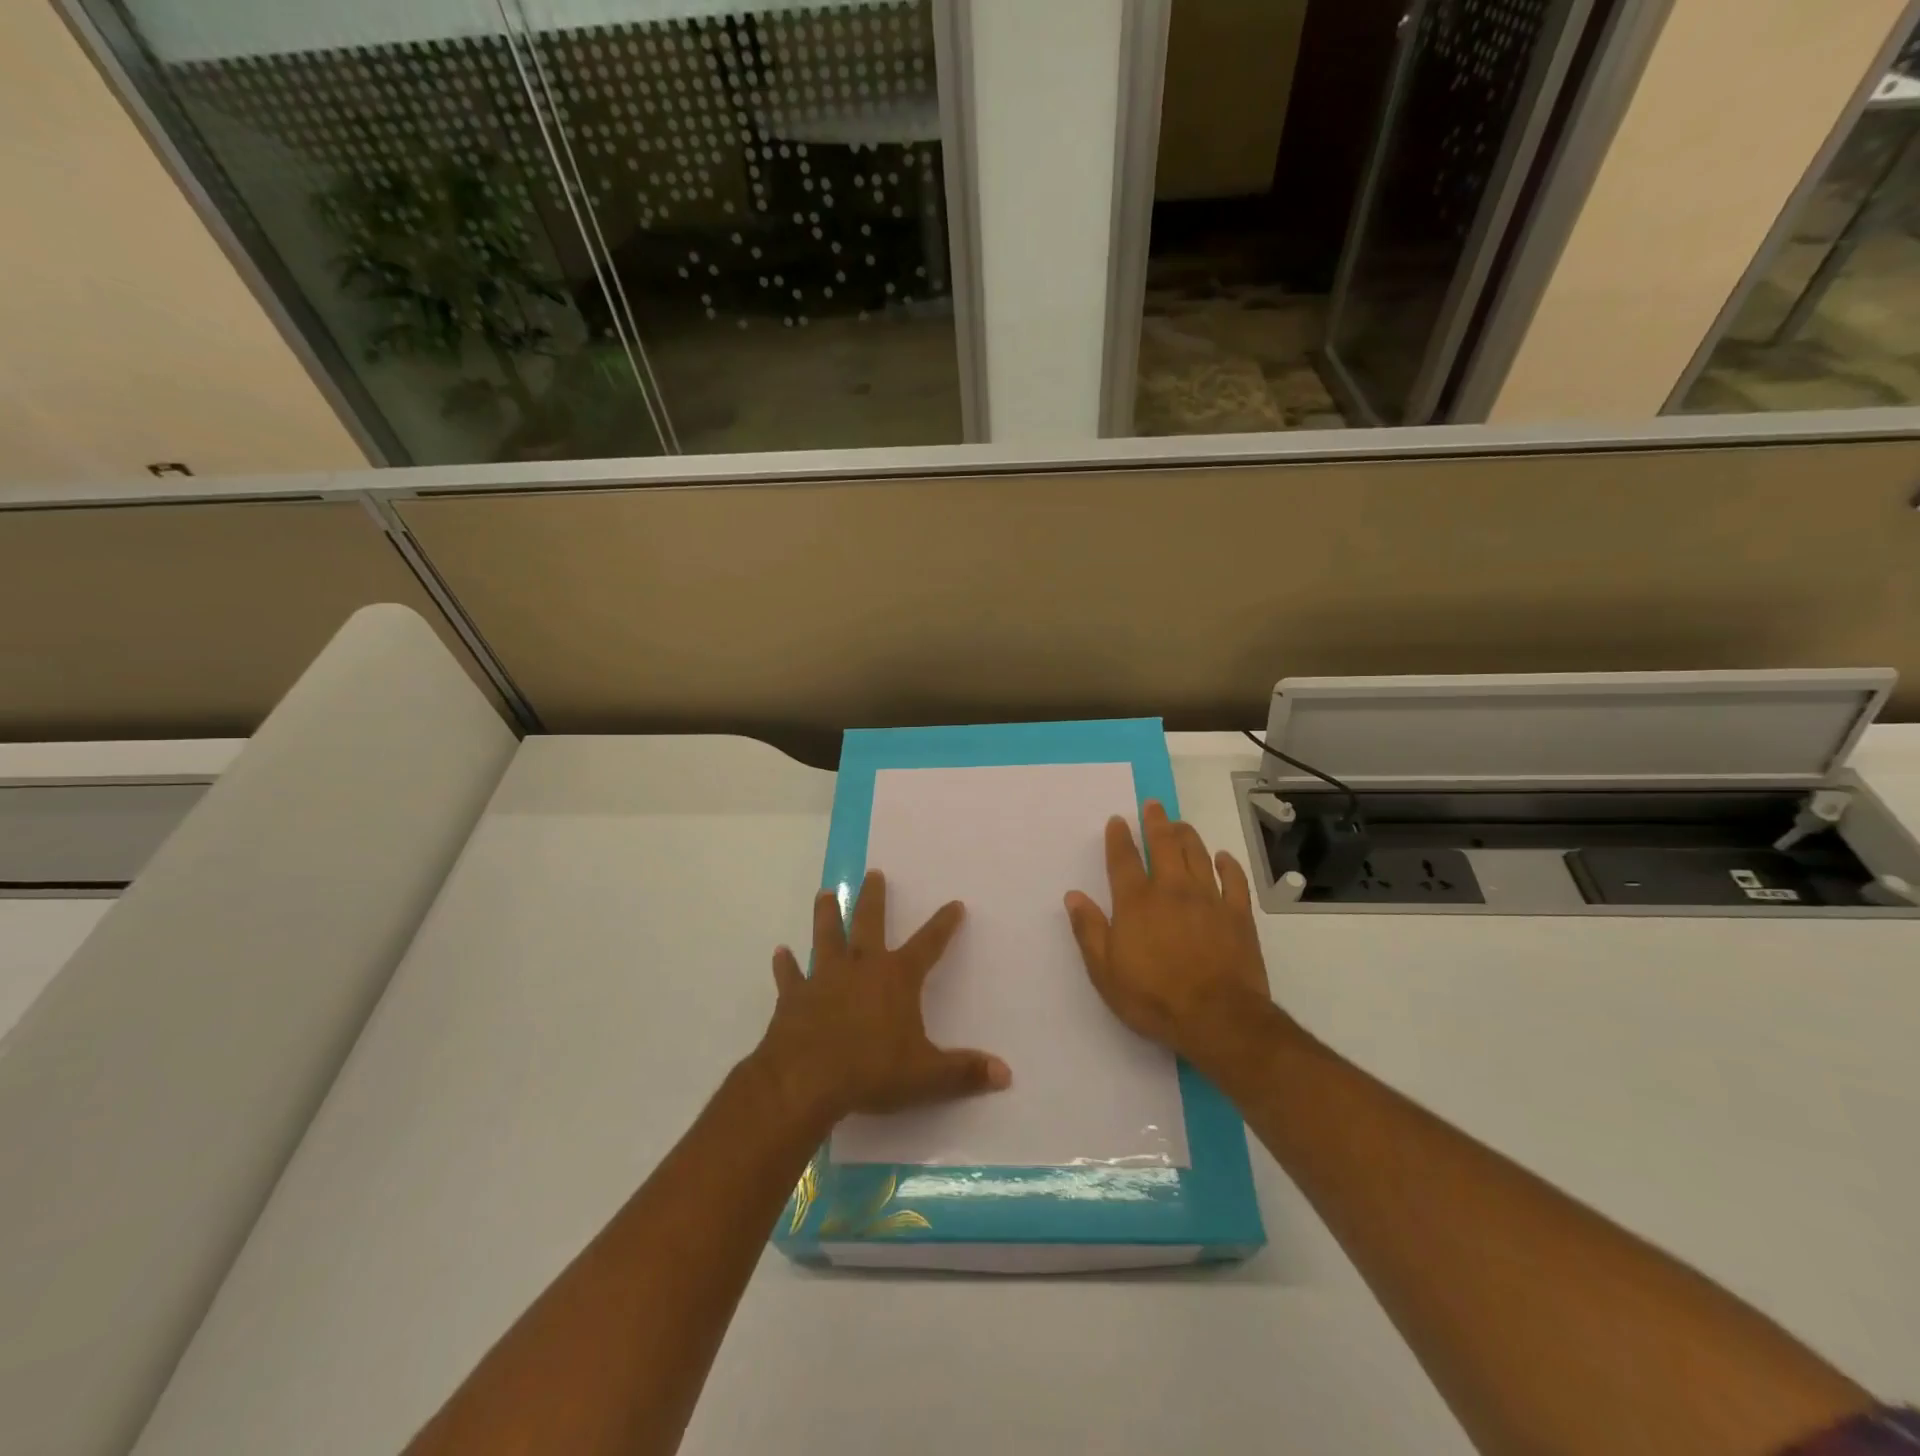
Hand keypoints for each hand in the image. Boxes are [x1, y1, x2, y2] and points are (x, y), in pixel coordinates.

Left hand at [755, 870, 1011, 1124]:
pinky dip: (786, 964)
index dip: (943, 925)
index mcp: (896, 978)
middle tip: (873, 873)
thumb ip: (964, 1072)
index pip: (928, 944)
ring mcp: (824, 978)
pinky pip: (790, 975)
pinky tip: (780, 952)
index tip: (955, 904)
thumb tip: (1006, 1074)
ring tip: (824, 893)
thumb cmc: (871, 1071)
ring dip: (826, 914)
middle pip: (869, 923)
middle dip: (874, 898)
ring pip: (826, 936)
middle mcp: (861, 967)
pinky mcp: (794, 996)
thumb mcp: (926, 1076)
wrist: (805, 1080)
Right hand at [1064, 800, 1279, 1073]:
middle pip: (1163, 845)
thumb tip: (1073, 896)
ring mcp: (1208, 899)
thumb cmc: (1153, 997)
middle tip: (1154, 805)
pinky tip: (1223, 856)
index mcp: (1136, 902)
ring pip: (1197, 855)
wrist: (1217, 1018)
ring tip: (1181, 824)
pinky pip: (1234, 880)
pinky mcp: (1238, 915)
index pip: (1123, 860)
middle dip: (1156, 823)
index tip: (1117, 820)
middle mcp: (1171, 890)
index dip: (1119, 837)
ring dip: (1187, 836)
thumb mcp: (1105, 971)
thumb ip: (1089, 930)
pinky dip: (1228, 864)